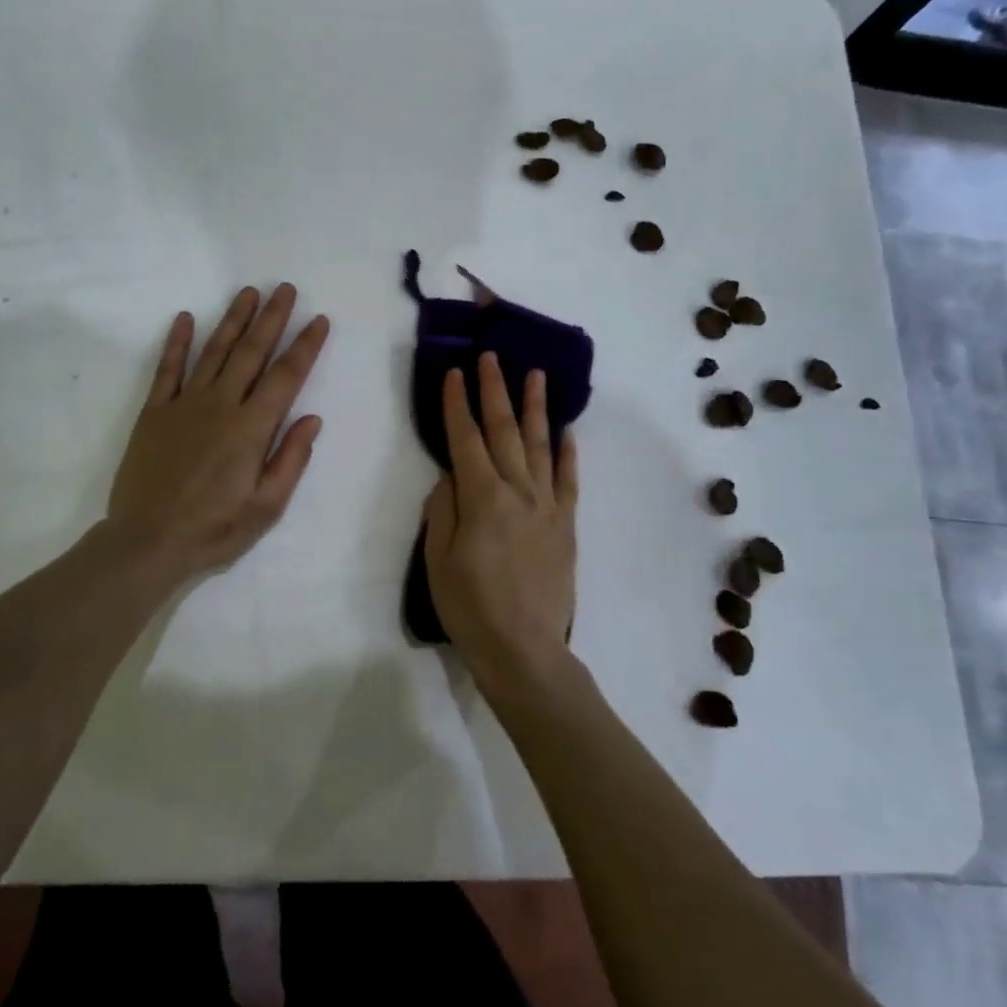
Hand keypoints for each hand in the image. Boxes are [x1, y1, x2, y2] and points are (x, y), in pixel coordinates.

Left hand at [105, 284, 329, 584]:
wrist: (146, 542)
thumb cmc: (213, 530)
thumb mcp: (265, 508)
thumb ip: (290, 460)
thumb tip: (311, 419)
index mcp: (251, 429)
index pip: (286, 377)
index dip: (305, 346)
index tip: (319, 320)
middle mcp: (220, 406)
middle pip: (251, 352)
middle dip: (271, 319)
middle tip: (285, 289)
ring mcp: (184, 405)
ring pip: (213, 352)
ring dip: (232, 320)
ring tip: (248, 292)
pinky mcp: (154, 412)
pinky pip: (168, 369)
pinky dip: (176, 342)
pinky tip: (185, 318)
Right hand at [422, 353, 578, 702]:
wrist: (524, 650)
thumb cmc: (470, 607)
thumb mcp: (437, 558)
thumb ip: (442, 509)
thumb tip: (451, 476)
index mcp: (482, 498)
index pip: (464, 439)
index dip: (456, 404)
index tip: (452, 373)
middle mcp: (518, 491)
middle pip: (503, 431)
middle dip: (494, 390)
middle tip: (491, 357)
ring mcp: (547, 506)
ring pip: (540, 445)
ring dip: (535, 408)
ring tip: (535, 375)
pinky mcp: (565, 525)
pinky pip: (569, 479)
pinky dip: (568, 452)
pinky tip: (566, 431)